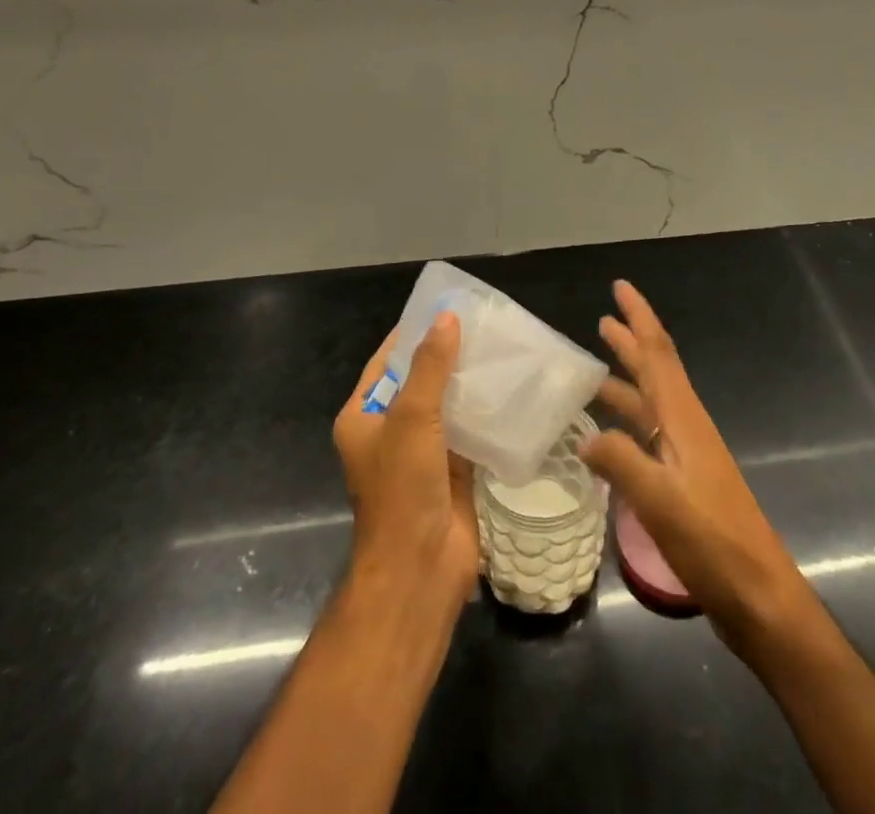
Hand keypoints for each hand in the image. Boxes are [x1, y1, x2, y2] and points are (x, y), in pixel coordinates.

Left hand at [332, 312, 478, 613]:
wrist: (421, 568)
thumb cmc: (402, 489)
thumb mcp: (411, 418)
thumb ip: (429, 367)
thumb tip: (447, 318)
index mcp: (363, 417)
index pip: (387, 361)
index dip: (413, 333)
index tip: (446, 307)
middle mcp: (389, 431)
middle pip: (419, 380)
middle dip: (447, 355)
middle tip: (484, 324)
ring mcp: (421, 452)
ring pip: (446, 404)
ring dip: (468, 382)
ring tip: (502, 348)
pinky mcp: (452, 469)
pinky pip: (468, 430)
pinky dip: (485, 411)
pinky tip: (511, 388)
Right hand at [580, 281, 815, 650]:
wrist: (761, 598)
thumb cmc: (715, 543)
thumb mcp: (661, 501)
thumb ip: (621, 462)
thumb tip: (584, 435)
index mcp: (683, 420)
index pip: (658, 353)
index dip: (639, 317)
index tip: (620, 287)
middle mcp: (687, 427)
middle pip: (656, 371)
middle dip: (631, 342)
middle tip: (602, 319)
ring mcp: (688, 456)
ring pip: (652, 403)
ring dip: (627, 381)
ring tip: (594, 370)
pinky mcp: (686, 483)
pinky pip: (650, 436)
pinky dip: (628, 423)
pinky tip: (608, 437)